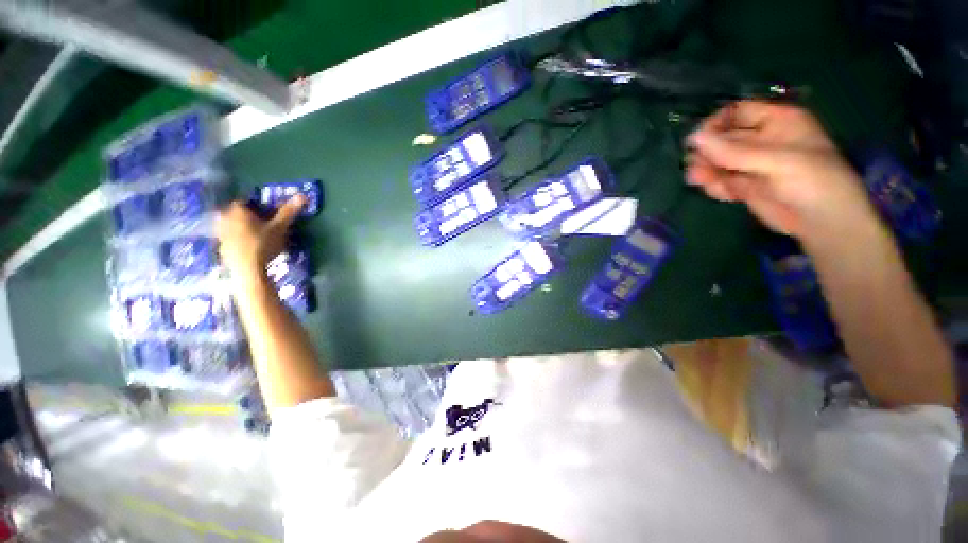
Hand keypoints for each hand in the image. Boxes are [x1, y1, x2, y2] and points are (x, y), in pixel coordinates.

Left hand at [215, 196, 304, 278]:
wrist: (248, 268)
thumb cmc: (264, 244)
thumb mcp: (280, 227)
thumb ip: (288, 211)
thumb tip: (303, 195)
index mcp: (238, 210)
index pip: (244, 201)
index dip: (255, 206)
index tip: (265, 213)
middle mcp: (225, 218)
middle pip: (233, 213)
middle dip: (243, 215)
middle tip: (257, 223)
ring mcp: (220, 233)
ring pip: (228, 225)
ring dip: (237, 227)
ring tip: (252, 235)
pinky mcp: (220, 247)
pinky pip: (227, 238)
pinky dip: (235, 239)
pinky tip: (246, 247)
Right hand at [685, 101, 879, 245]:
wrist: (824, 223)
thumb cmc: (812, 181)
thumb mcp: (776, 161)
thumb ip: (733, 151)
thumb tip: (693, 138)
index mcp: (777, 122)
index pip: (738, 112)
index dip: (716, 124)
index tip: (696, 140)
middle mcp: (763, 140)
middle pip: (724, 139)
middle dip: (707, 152)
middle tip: (695, 165)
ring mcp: (754, 165)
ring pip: (719, 162)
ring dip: (706, 170)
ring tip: (698, 180)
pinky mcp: (746, 186)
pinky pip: (723, 181)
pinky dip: (715, 186)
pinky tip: (717, 192)